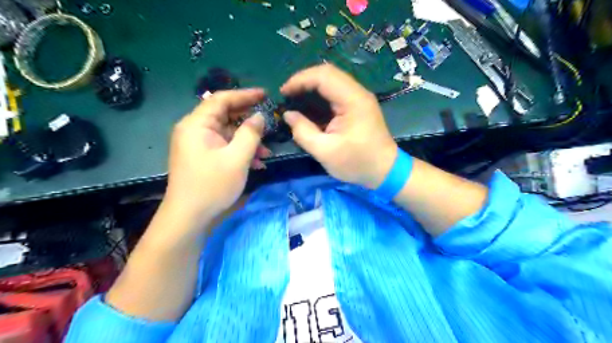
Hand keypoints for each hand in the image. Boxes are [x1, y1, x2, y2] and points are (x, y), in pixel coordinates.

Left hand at [163, 88, 268, 222]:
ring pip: (227, 133)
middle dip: (248, 121)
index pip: (222, 99)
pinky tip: (256, 162)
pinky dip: (239, 151)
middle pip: (225, 115)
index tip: (265, 94)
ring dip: (247, 140)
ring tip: (266, 152)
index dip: (245, 95)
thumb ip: (250, 134)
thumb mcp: (237, 158)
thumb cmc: (212, 185)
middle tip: (269, 123)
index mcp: (197, 124)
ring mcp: (198, 144)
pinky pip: (224, 146)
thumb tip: (259, 116)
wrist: (189, 217)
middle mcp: (194, 130)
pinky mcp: (202, 156)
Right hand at [281, 64, 396, 190]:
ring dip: (312, 86)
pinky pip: (337, 92)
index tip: (283, 93)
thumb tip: (288, 115)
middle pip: (328, 73)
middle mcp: (358, 93)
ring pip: (332, 81)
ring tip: (295, 98)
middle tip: (288, 95)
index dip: (300, 80)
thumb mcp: (325, 152)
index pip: (323, 76)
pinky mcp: (358, 105)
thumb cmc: (357, 163)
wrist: (385, 171)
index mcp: (353, 101)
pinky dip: (320, 95)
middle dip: (304, 81)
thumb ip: (303, 132)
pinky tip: (310, 106)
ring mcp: (360, 98)